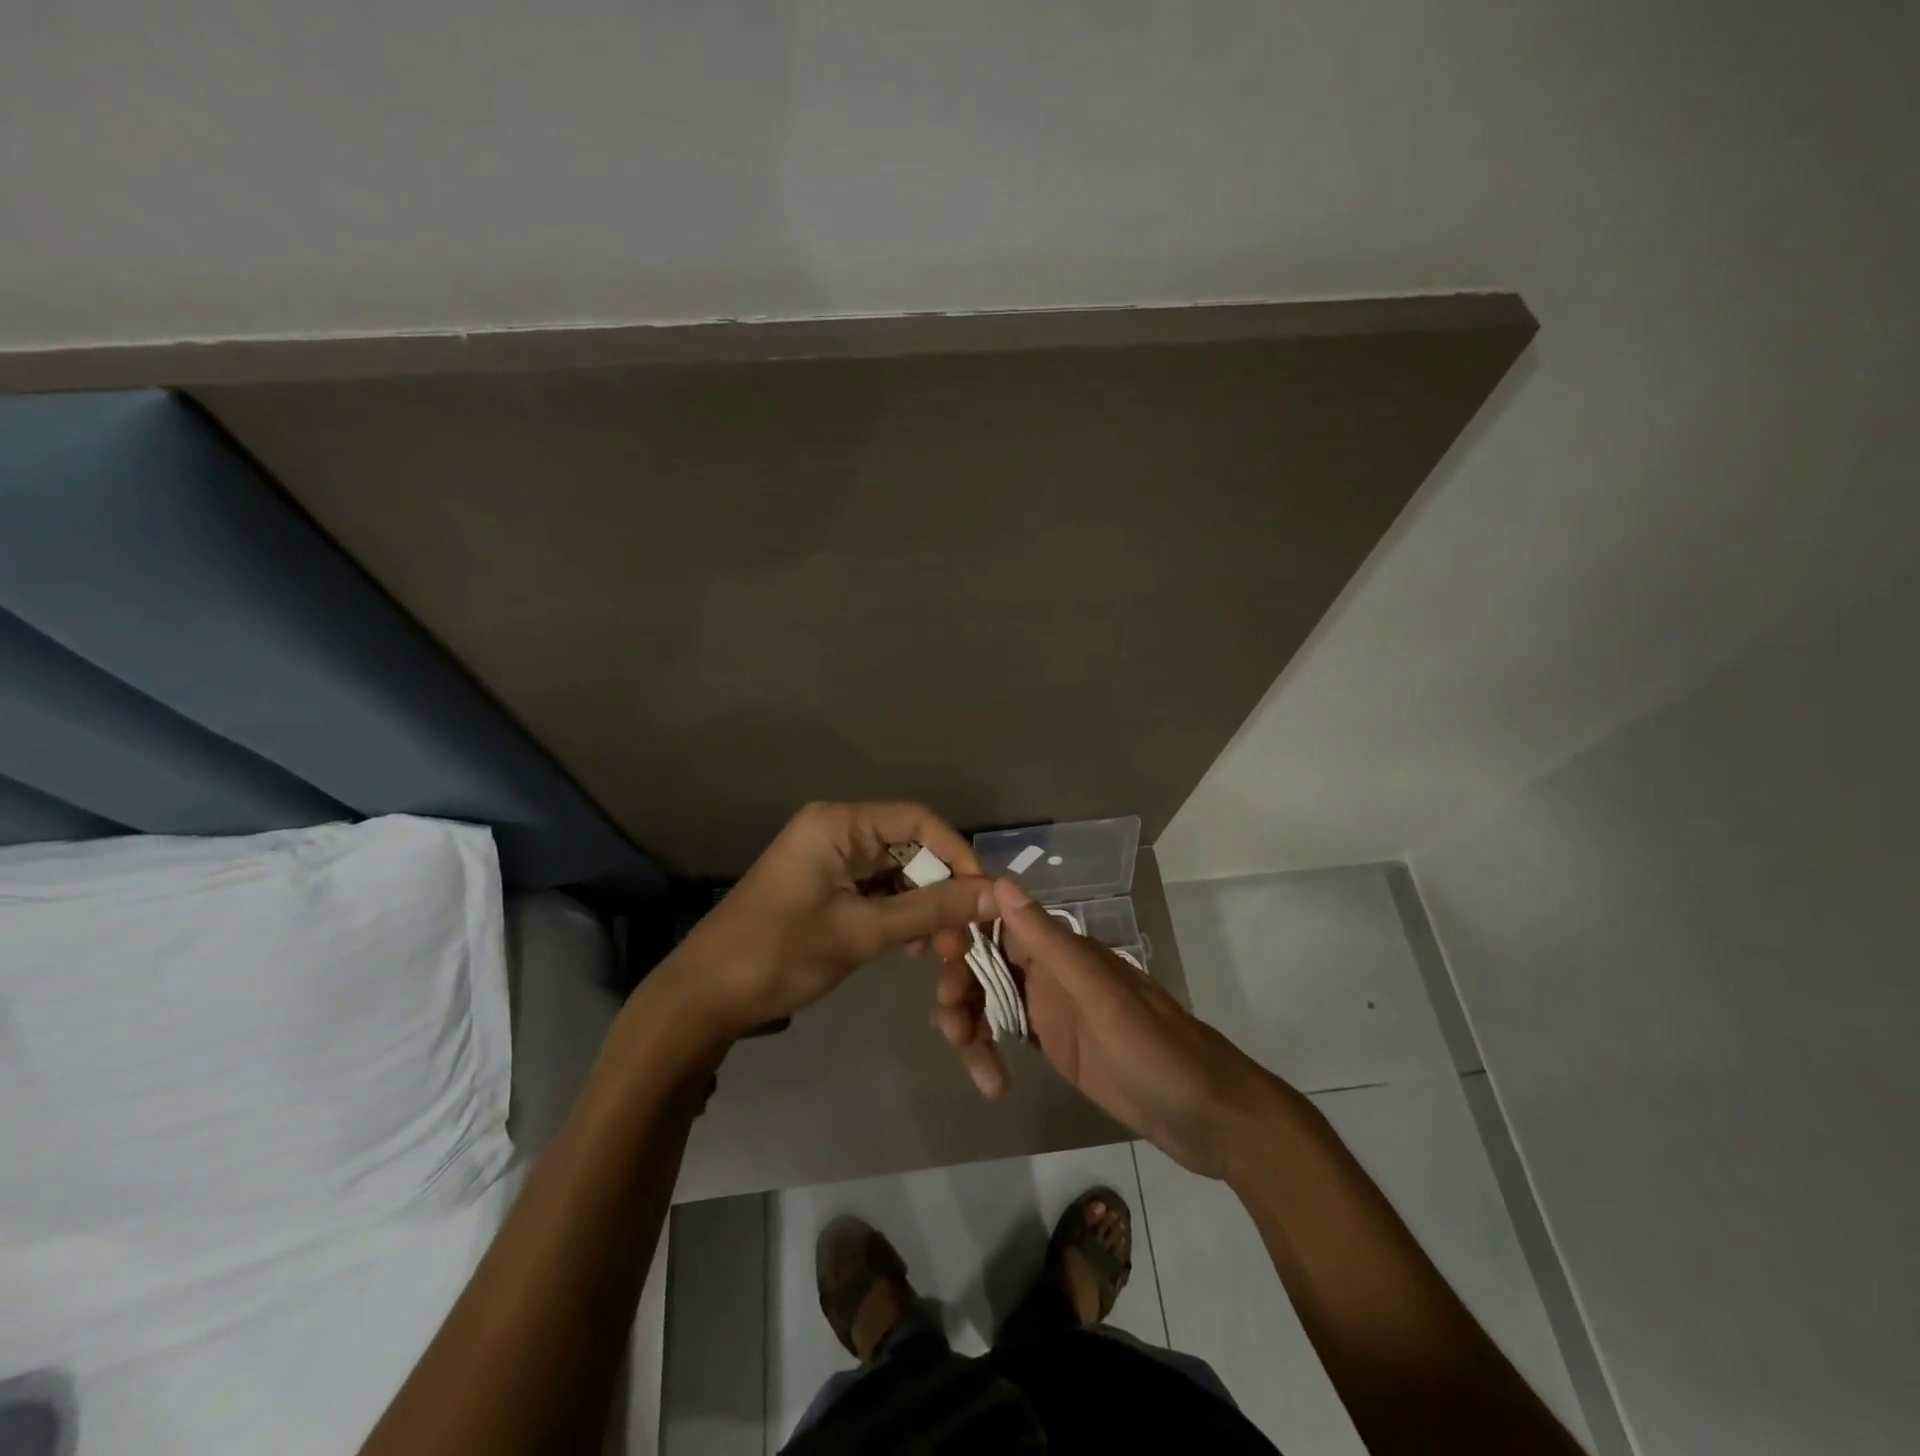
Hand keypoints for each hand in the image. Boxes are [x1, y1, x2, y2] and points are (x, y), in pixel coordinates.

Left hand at [663, 802, 996, 1042]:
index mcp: (839, 824)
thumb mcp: (862, 932)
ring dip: (922, 907)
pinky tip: (912, 948)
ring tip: (939, 950)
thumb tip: (997, 894)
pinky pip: (876, 891)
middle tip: (961, 938)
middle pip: (910, 847)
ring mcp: (828, 860)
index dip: (957, 855)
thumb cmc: (780, 954)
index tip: (983, 899)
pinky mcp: (824, 887)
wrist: (704, 999)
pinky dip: (899, 916)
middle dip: (941, 889)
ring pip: (897, 873)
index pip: (919, 821)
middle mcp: (836, 831)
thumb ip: (931, 910)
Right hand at [935, 877, 1280, 1178]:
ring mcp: (1051, 1009)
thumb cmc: (1154, 1048)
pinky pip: (1005, 1034)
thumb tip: (999, 881)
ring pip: (990, 999)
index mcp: (1063, 949)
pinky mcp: (1053, 1045)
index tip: (931, 950)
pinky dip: (987, 1051)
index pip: (998, 920)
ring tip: (971, 1059)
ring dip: (969, 1021)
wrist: (1205, 1116)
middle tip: (951, 1022)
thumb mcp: (1096, 994)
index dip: (962, 928)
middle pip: (986, 962)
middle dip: (961, 984)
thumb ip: (1046, 941)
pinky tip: (989, 1083)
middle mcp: (1051, 971)